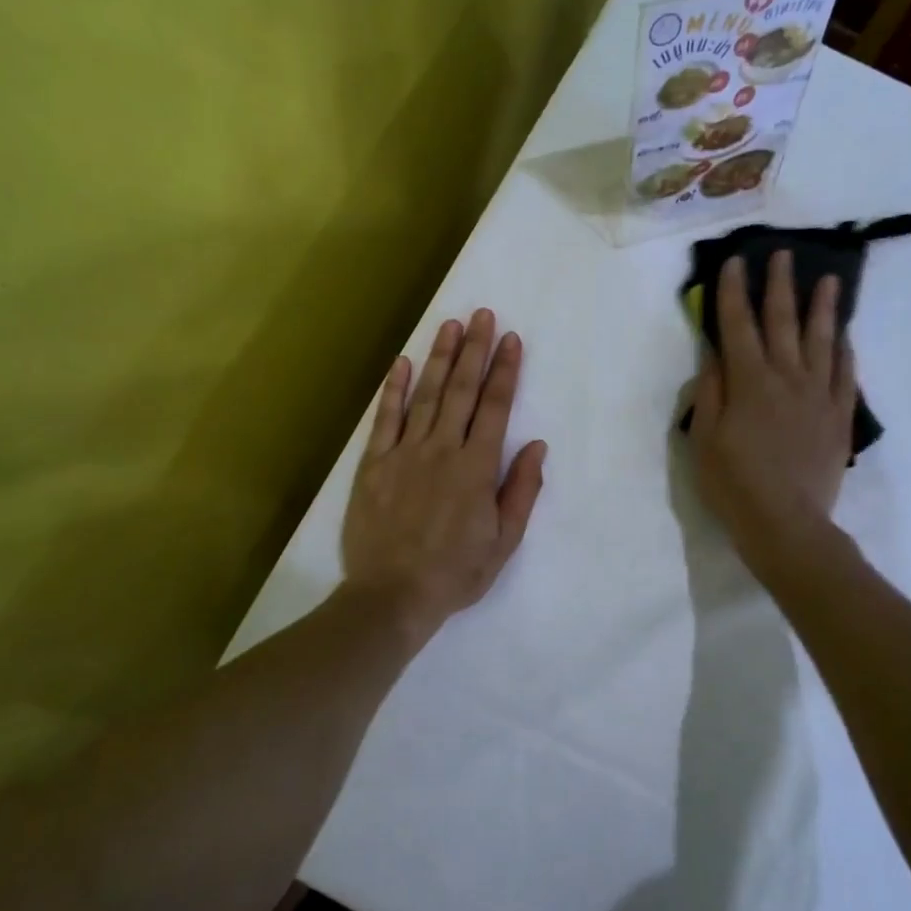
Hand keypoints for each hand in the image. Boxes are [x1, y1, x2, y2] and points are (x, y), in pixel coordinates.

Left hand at [342, 309, 548, 644]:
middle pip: (462, 391)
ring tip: (450, 325)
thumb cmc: (455, 572)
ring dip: (440, 358)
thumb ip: (521, 490)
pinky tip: (403, 362)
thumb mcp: (504, 541)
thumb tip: (536, 445)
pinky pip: (385, 418)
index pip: (495, 408)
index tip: (512, 340)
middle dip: (475, 350)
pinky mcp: (374, 463)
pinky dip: (394, 389)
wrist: (393, 595)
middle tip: (483, 315)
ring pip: (426, 395)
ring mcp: (404, 453)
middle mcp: (442, 449)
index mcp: (476, 468)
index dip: (505, 371)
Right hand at [688, 251, 854, 559]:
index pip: (738, 325)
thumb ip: (710, 392)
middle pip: (783, 322)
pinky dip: (845, 351)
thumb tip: (715, 356)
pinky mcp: (839, 416)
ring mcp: (819, 396)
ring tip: (829, 280)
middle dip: (780, 286)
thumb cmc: (733, 483)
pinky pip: (846, 374)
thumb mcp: (704, 439)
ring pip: (823, 341)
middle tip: (783, 254)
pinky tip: (845, 335)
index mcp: (749, 382)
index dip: (734, 291)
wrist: (786, 523)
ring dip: (824, 308)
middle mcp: (787, 378)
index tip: (735, 261)